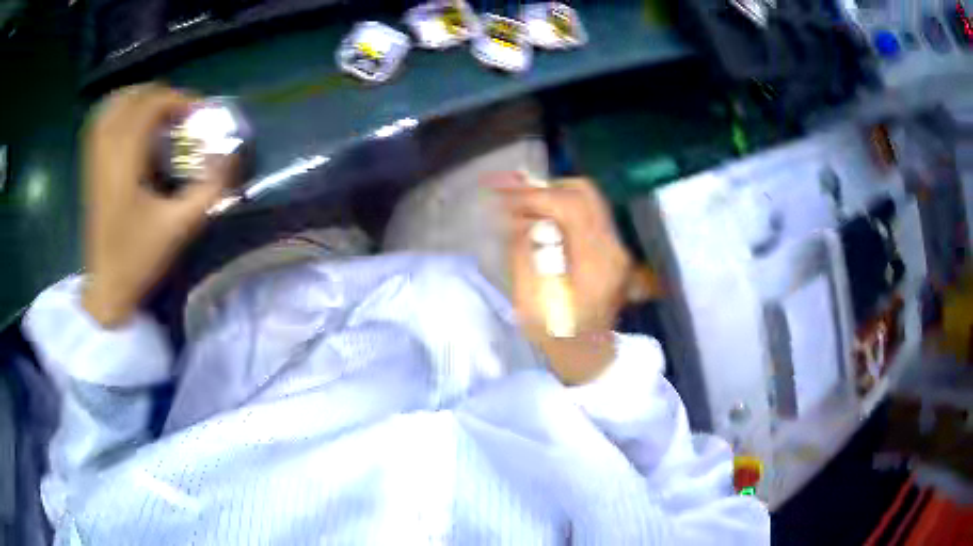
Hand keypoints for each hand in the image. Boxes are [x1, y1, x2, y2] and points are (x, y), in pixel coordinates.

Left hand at [81, 84, 230, 326]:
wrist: (107, 288)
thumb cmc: (139, 258)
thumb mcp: (180, 228)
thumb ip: (209, 190)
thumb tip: (232, 159)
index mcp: (125, 163)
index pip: (149, 107)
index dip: (177, 100)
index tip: (198, 112)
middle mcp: (107, 153)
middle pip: (131, 99)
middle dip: (160, 96)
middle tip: (180, 112)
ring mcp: (95, 161)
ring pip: (112, 107)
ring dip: (137, 99)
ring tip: (156, 110)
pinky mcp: (91, 170)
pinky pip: (100, 125)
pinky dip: (117, 112)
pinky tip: (130, 123)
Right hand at [496, 175, 631, 384]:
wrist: (586, 355)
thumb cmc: (555, 332)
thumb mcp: (531, 294)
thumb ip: (526, 249)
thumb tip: (523, 217)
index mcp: (596, 259)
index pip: (571, 204)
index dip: (536, 196)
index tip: (507, 199)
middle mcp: (613, 246)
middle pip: (584, 193)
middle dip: (547, 190)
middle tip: (516, 199)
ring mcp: (616, 247)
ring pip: (587, 201)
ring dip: (554, 199)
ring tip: (524, 210)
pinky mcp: (611, 250)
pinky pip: (588, 216)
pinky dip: (562, 212)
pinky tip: (541, 222)